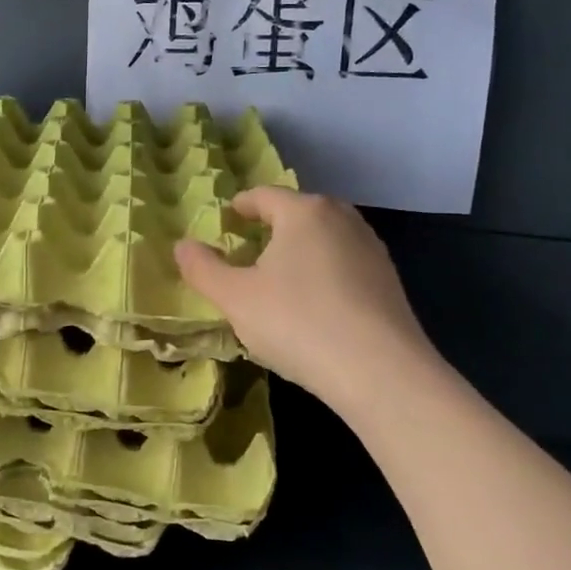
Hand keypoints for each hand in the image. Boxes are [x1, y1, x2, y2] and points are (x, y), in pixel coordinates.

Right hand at [175, 187, 436, 406]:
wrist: (381, 373)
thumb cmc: (298, 323)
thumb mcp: (235, 299)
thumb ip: (203, 268)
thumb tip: (181, 245)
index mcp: (304, 212)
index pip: (264, 196)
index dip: (240, 207)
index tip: (225, 221)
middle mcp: (342, 219)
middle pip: (298, 213)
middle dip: (270, 227)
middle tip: (246, 250)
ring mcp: (371, 249)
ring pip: (323, 239)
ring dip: (298, 251)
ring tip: (277, 279)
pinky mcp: (389, 282)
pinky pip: (344, 265)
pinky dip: (322, 273)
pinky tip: (312, 306)